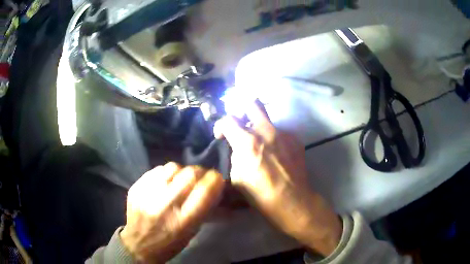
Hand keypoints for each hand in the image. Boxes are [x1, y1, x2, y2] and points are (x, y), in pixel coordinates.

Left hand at [120, 162, 223, 262]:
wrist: (138, 245)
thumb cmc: (170, 243)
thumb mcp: (192, 232)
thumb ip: (204, 208)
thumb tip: (215, 186)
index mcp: (183, 221)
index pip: (205, 190)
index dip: (215, 179)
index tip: (217, 179)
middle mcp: (165, 205)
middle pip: (190, 174)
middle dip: (201, 172)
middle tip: (201, 177)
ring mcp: (147, 194)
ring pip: (173, 167)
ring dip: (182, 171)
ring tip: (181, 180)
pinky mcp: (136, 187)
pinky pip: (157, 170)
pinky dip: (166, 173)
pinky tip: (166, 182)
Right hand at [214, 100, 341, 255]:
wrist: (292, 200)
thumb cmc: (260, 193)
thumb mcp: (236, 177)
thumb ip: (234, 156)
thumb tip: (236, 148)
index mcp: (247, 142)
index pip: (228, 120)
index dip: (220, 125)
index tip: (221, 135)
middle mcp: (266, 131)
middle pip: (252, 103)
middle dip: (242, 110)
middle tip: (241, 123)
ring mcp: (284, 133)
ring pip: (268, 118)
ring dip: (259, 126)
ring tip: (261, 143)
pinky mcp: (295, 139)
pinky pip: (280, 131)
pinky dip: (274, 137)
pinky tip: (276, 152)